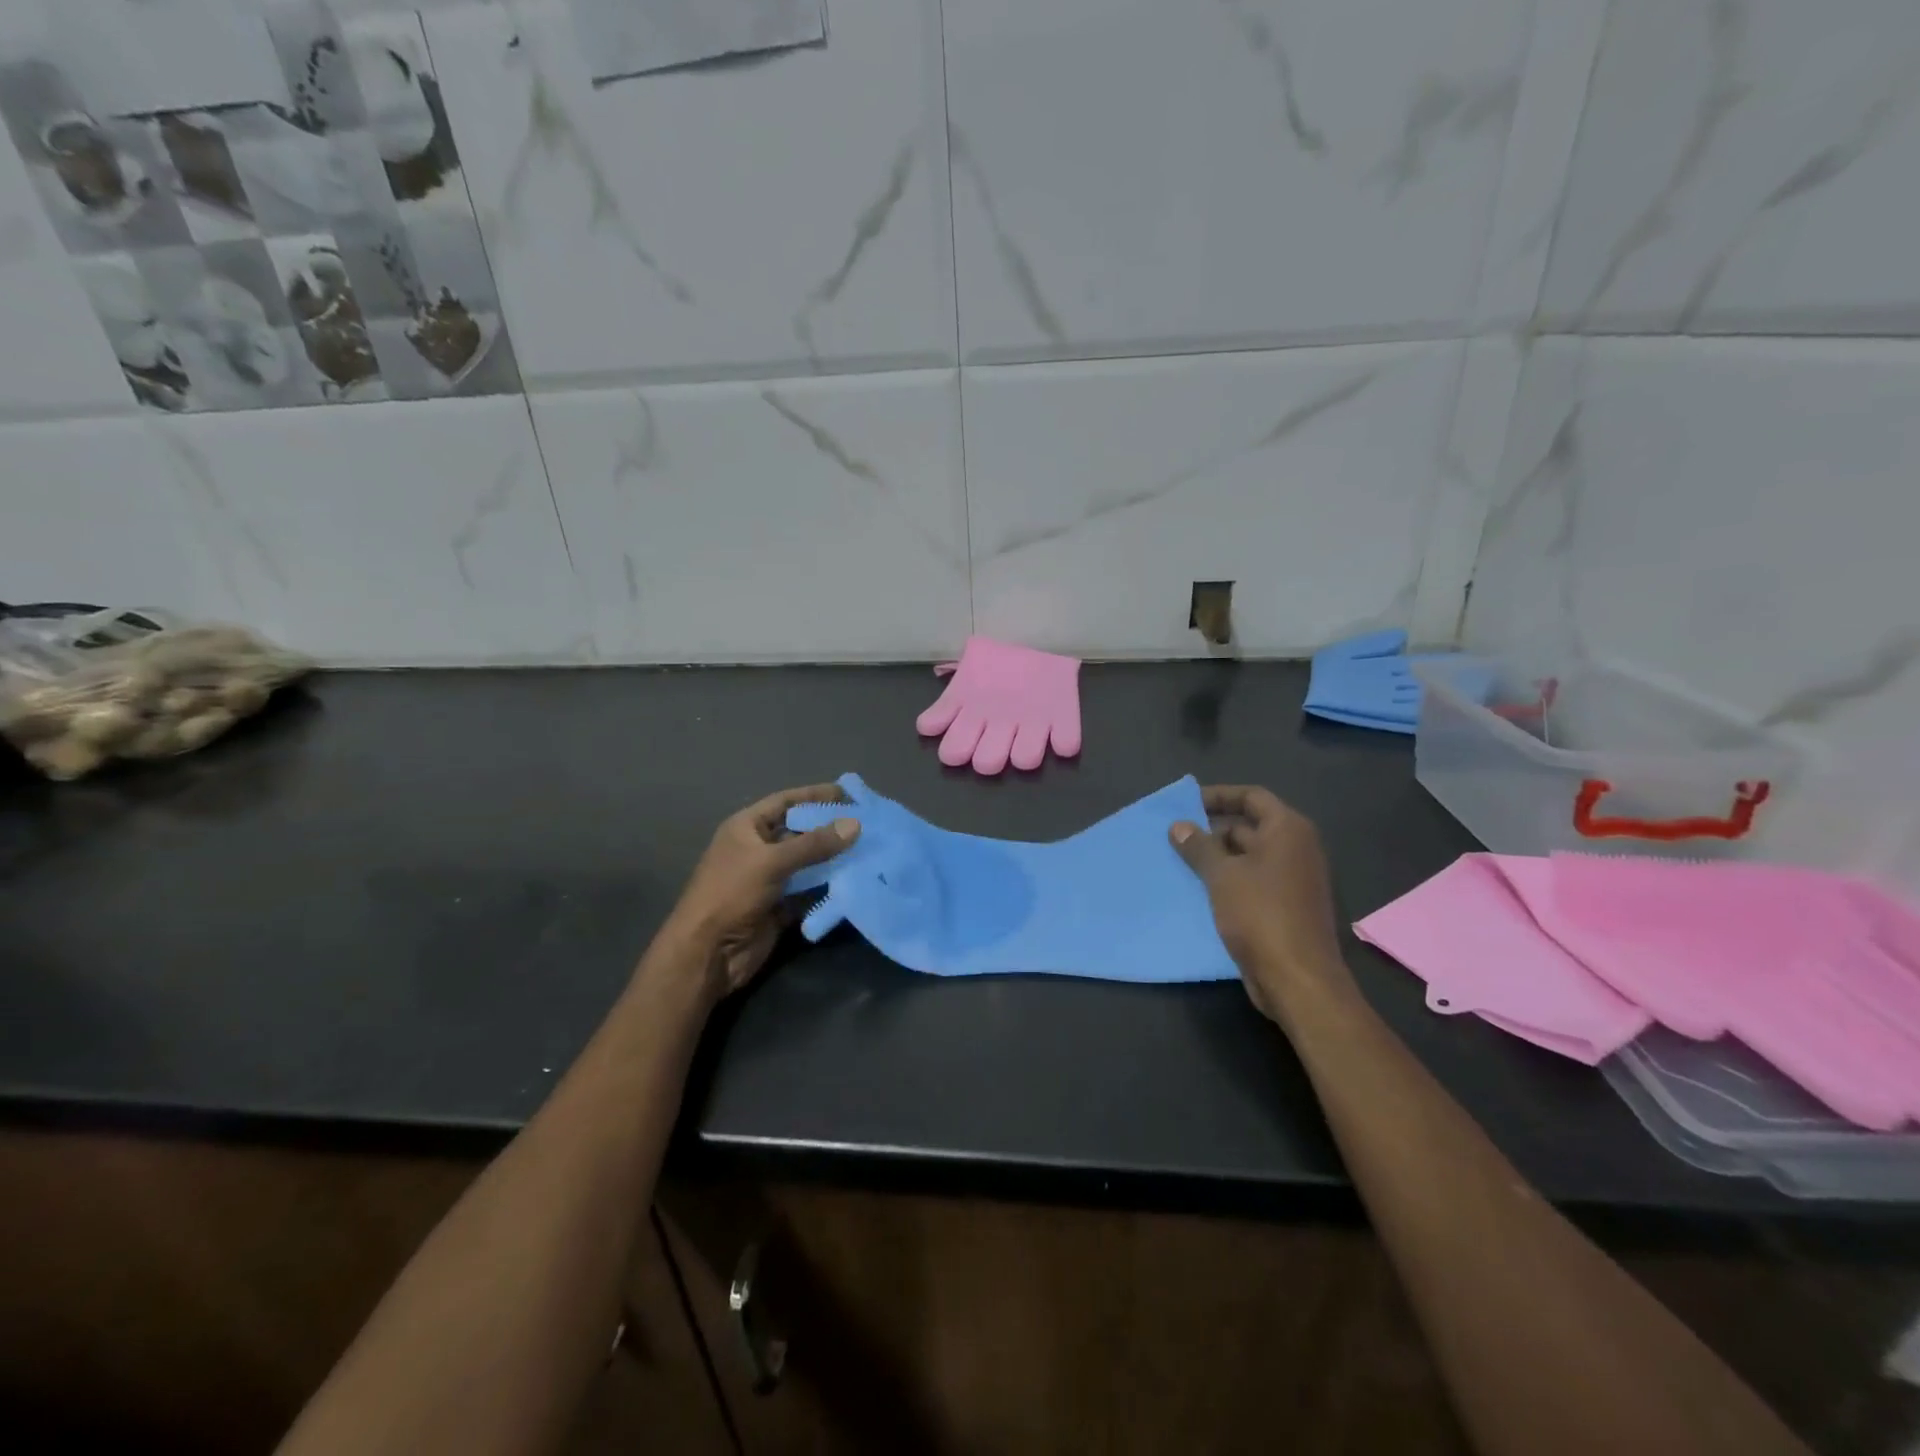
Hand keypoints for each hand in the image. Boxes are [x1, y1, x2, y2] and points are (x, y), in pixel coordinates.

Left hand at [661, 785, 858, 1000]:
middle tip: (868, 824)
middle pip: (800, 832)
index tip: (849, 794)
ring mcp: (770, 878)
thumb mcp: (772, 862)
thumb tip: (855, 824)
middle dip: (831, 828)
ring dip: (834, 858)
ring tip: (869, 851)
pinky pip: (810, 890)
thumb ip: (814, 844)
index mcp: (747, 828)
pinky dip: (829, 886)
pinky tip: (855, 880)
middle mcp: (758, 849)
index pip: (786, 802)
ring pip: (808, 862)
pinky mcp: (780, 905)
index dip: (815, 795)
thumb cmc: (731, 894)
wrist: (708, 953)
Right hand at [1169, 785, 1345, 1021]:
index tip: (1186, 803)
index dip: (1218, 796)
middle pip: (1250, 826)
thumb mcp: (1222, 875)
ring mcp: (1294, 879)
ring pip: (1248, 857)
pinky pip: (1252, 882)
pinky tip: (1198, 890)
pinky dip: (1228, 881)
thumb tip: (1179, 826)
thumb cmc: (1261, 914)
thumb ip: (1198, 846)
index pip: (1252, 796)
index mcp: (1288, 830)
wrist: (1298, 979)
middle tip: (1176, 837)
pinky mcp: (1287, 907)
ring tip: (1180, 862)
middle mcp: (1297, 849)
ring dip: (1217, 858)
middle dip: (1212, 830)